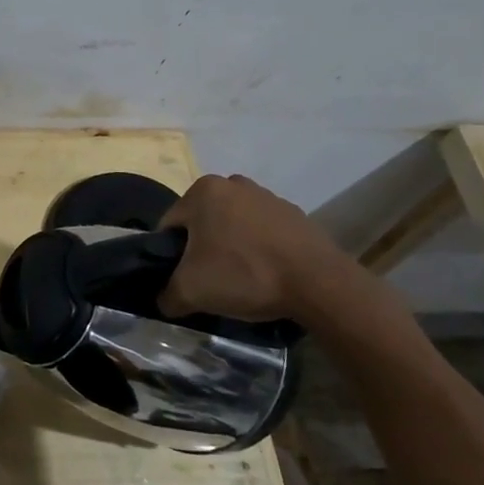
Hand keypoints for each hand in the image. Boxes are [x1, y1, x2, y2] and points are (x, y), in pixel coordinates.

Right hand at [156, 173, 357, 321]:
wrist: (319, 284)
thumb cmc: (245, 274)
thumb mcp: (191, 291)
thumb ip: (166, 295)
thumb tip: (164, 301)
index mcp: (202, 191)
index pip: (170, 226)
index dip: (170, 256)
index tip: (183, 279)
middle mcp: (232, 183)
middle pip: (202, 222)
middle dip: (202, 249)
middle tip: (210, 280)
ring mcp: (267, 196)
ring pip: (233, 225)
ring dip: (231, 247)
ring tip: (241, 279)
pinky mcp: (295, 214)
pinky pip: (263, 231)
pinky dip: (259, 249)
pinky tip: (266, 273)